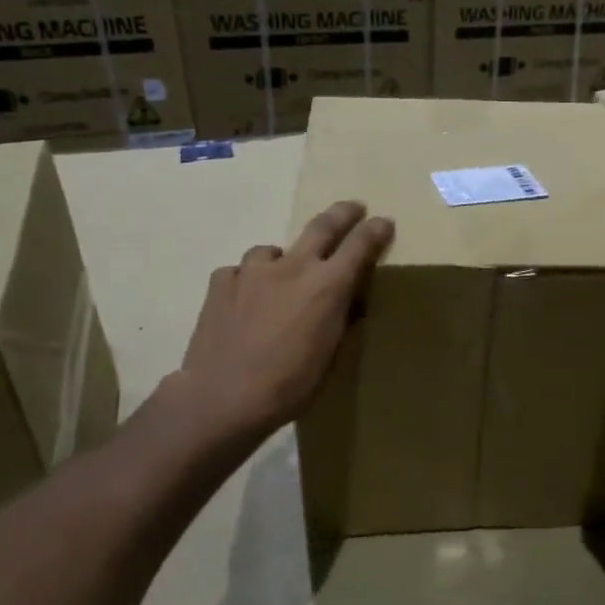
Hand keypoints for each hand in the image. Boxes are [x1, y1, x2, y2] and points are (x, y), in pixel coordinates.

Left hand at [168, 200, 393, 445]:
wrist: (222, 397)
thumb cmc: (289, 385)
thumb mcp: (329, 356)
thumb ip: (338, 320)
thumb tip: (346, 304)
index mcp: (327, 287)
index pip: (360, 246)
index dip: (375, 231)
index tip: (384, 222)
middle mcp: (292, 268)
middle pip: (322, 226)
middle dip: (342, 213)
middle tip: (353, 207)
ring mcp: (252, 271)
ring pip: (273, 251)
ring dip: (283, 260)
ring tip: (280, 277)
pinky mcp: (220, 282)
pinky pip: (240, 272)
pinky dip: (248, 281)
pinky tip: (244, 300)